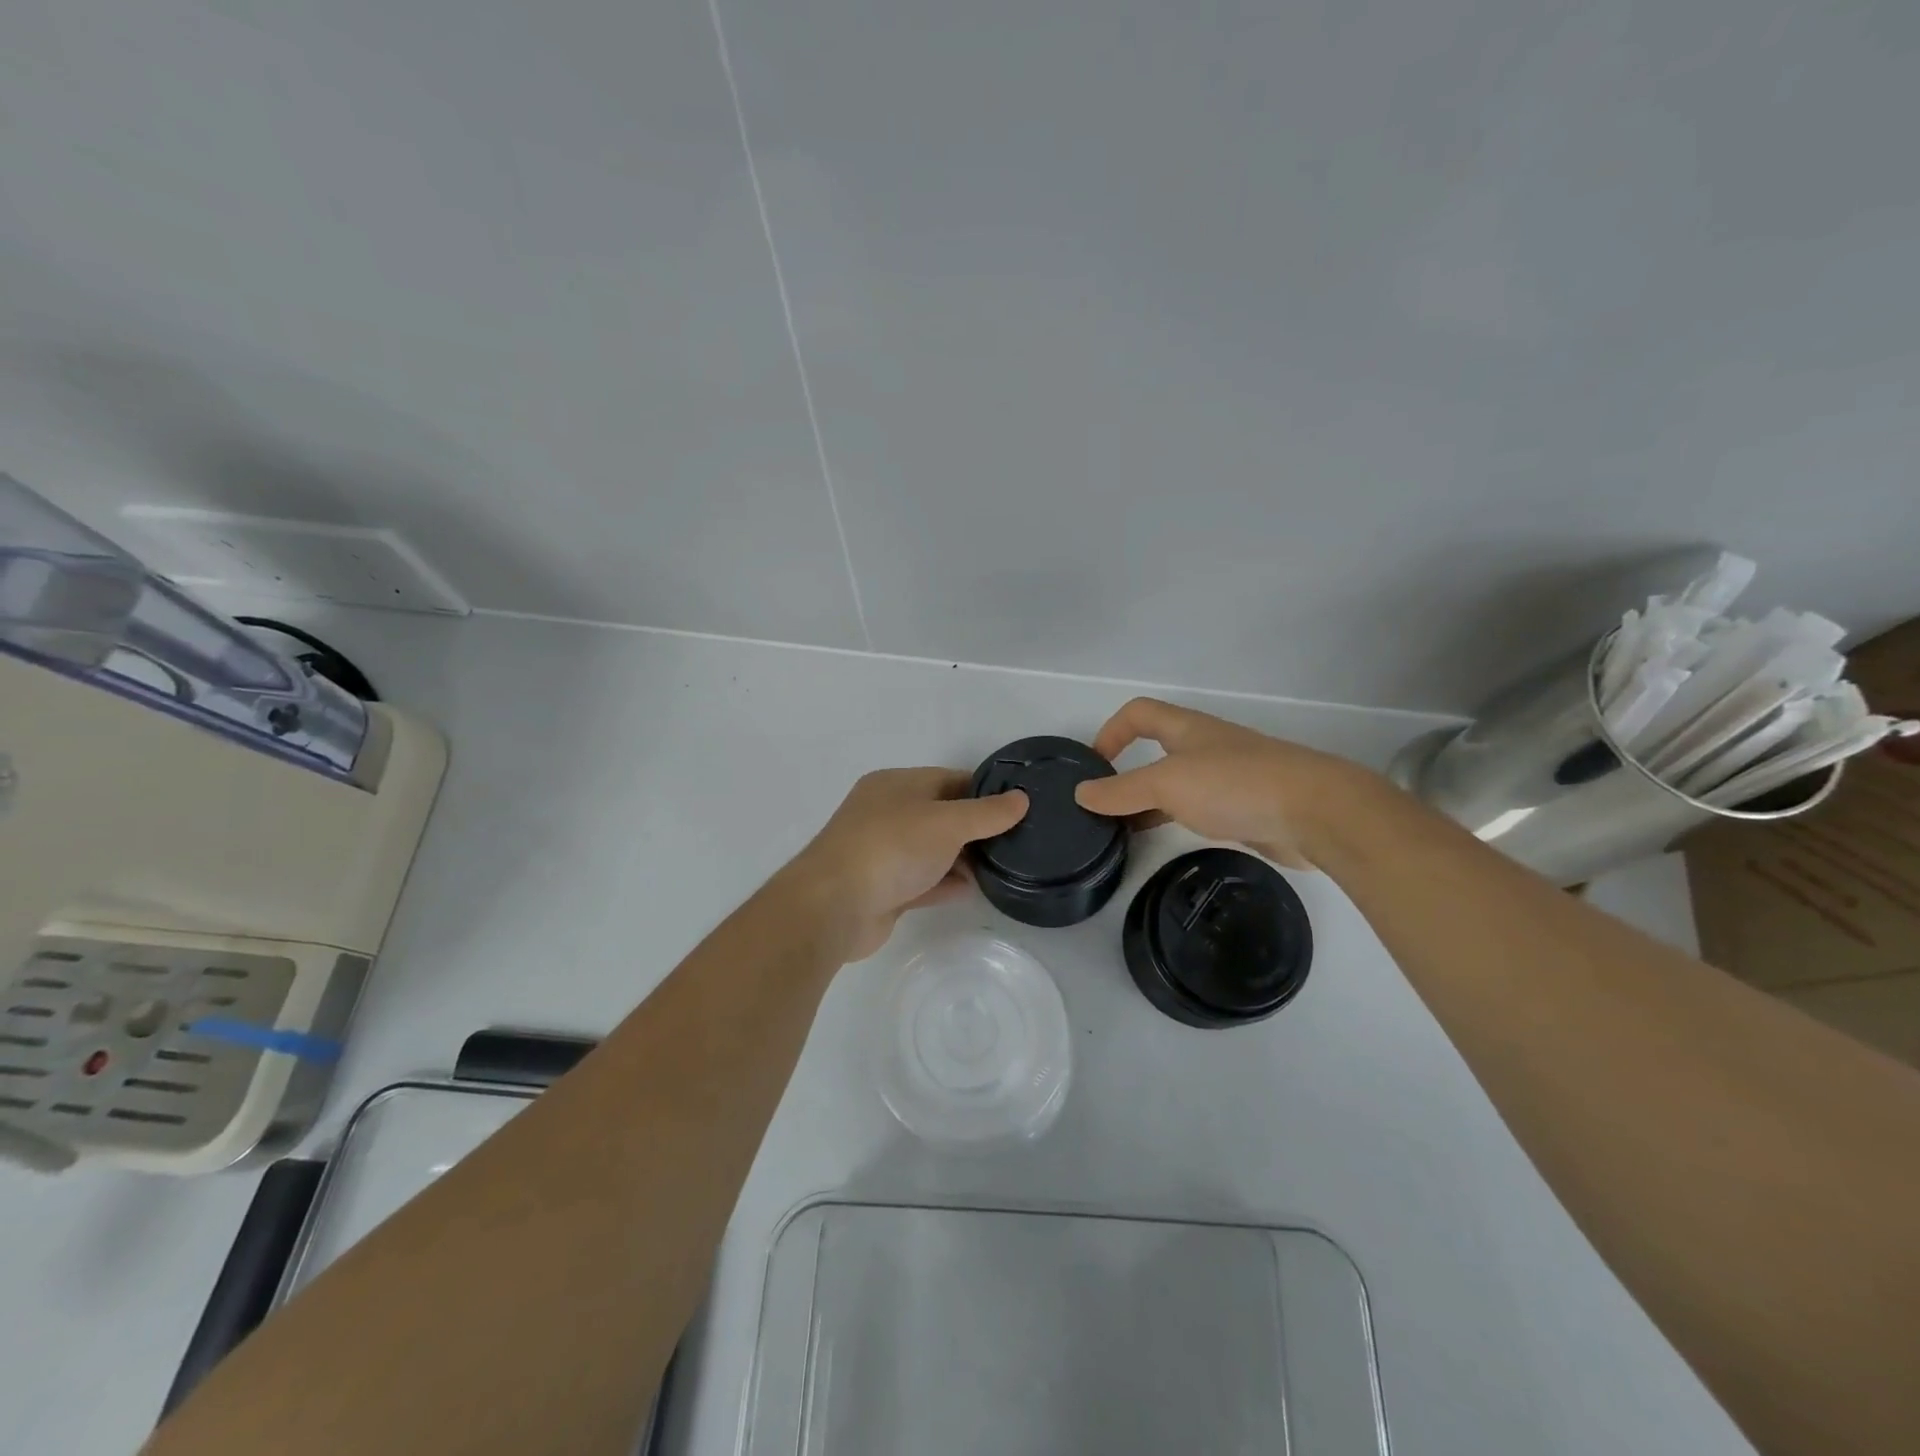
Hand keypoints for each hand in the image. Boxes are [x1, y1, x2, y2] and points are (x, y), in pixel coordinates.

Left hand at [787, 768, 1028, 960]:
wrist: (833, 907)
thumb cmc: (891, 848)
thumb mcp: (946, 822)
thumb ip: (987, 813)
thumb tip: (1022, 799)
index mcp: (896, 785)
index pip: (949, 779)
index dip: (985, 791)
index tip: (1019, 806)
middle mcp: (888, 813)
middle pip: (942, 815)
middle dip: (976, 828)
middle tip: (1018, 841)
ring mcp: (884, 852)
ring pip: (933, 850)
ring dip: (963, 858)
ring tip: (1004, 867)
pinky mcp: (884, 889)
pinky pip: (924, 880)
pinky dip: (947, 883)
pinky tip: (975, 890)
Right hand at [1072, 698, 1370, 868]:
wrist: (1315, 812)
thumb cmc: (1235, 785)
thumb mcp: (1167, 783)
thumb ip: (1121, 790)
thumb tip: (1081, 793)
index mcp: (1187, 729)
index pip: (1138, 713)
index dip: (1110, 731)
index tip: (1092, 766)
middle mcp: (1205, 747)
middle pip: (1155, 748)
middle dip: (1125, 772)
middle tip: (1100, 804)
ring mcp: (1226, 778)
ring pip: (1174, 783)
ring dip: (1147, 800)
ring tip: (1120, 828)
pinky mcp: (1243, 808)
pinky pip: (1195, 808)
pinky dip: (1172, 819)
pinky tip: (1161, 839)